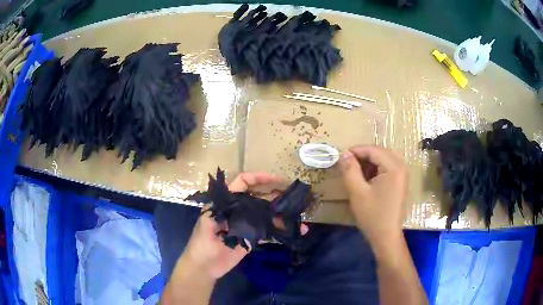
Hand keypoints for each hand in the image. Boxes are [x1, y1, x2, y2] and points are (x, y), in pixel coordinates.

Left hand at [181, 172, 298, 279]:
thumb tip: (240, 201)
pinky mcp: (252, 238)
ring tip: (298, 213)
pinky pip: (268, 231)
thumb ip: (222, 210)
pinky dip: (280, 230)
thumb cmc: (200, 244)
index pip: (243, 182)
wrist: (204, 267)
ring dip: (281, 213)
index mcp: (226, 202)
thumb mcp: (206, 224)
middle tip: (293, 195)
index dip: (259, 178)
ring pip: (266, 214)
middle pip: (259, 197)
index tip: (277, 179)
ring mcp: (246, 224)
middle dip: (275, 194)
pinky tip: (293, 231)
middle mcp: (238, 210)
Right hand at [339, 146, 407, 253]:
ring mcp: (403, 175)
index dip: (356, 150)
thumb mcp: (357, 192)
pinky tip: (366, 179)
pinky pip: (387, 168)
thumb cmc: (372, 215)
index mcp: (394, 167)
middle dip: (363, 155)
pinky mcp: (400, 182)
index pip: (374, 150)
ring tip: (355, 171)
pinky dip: (376, 169)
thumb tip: (344, 154)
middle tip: (348, 163)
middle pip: (380, 152)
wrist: (386, 236)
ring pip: (384, 159)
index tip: (341, 156)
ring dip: (369, 162)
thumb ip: (350, 170)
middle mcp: (401, 167)